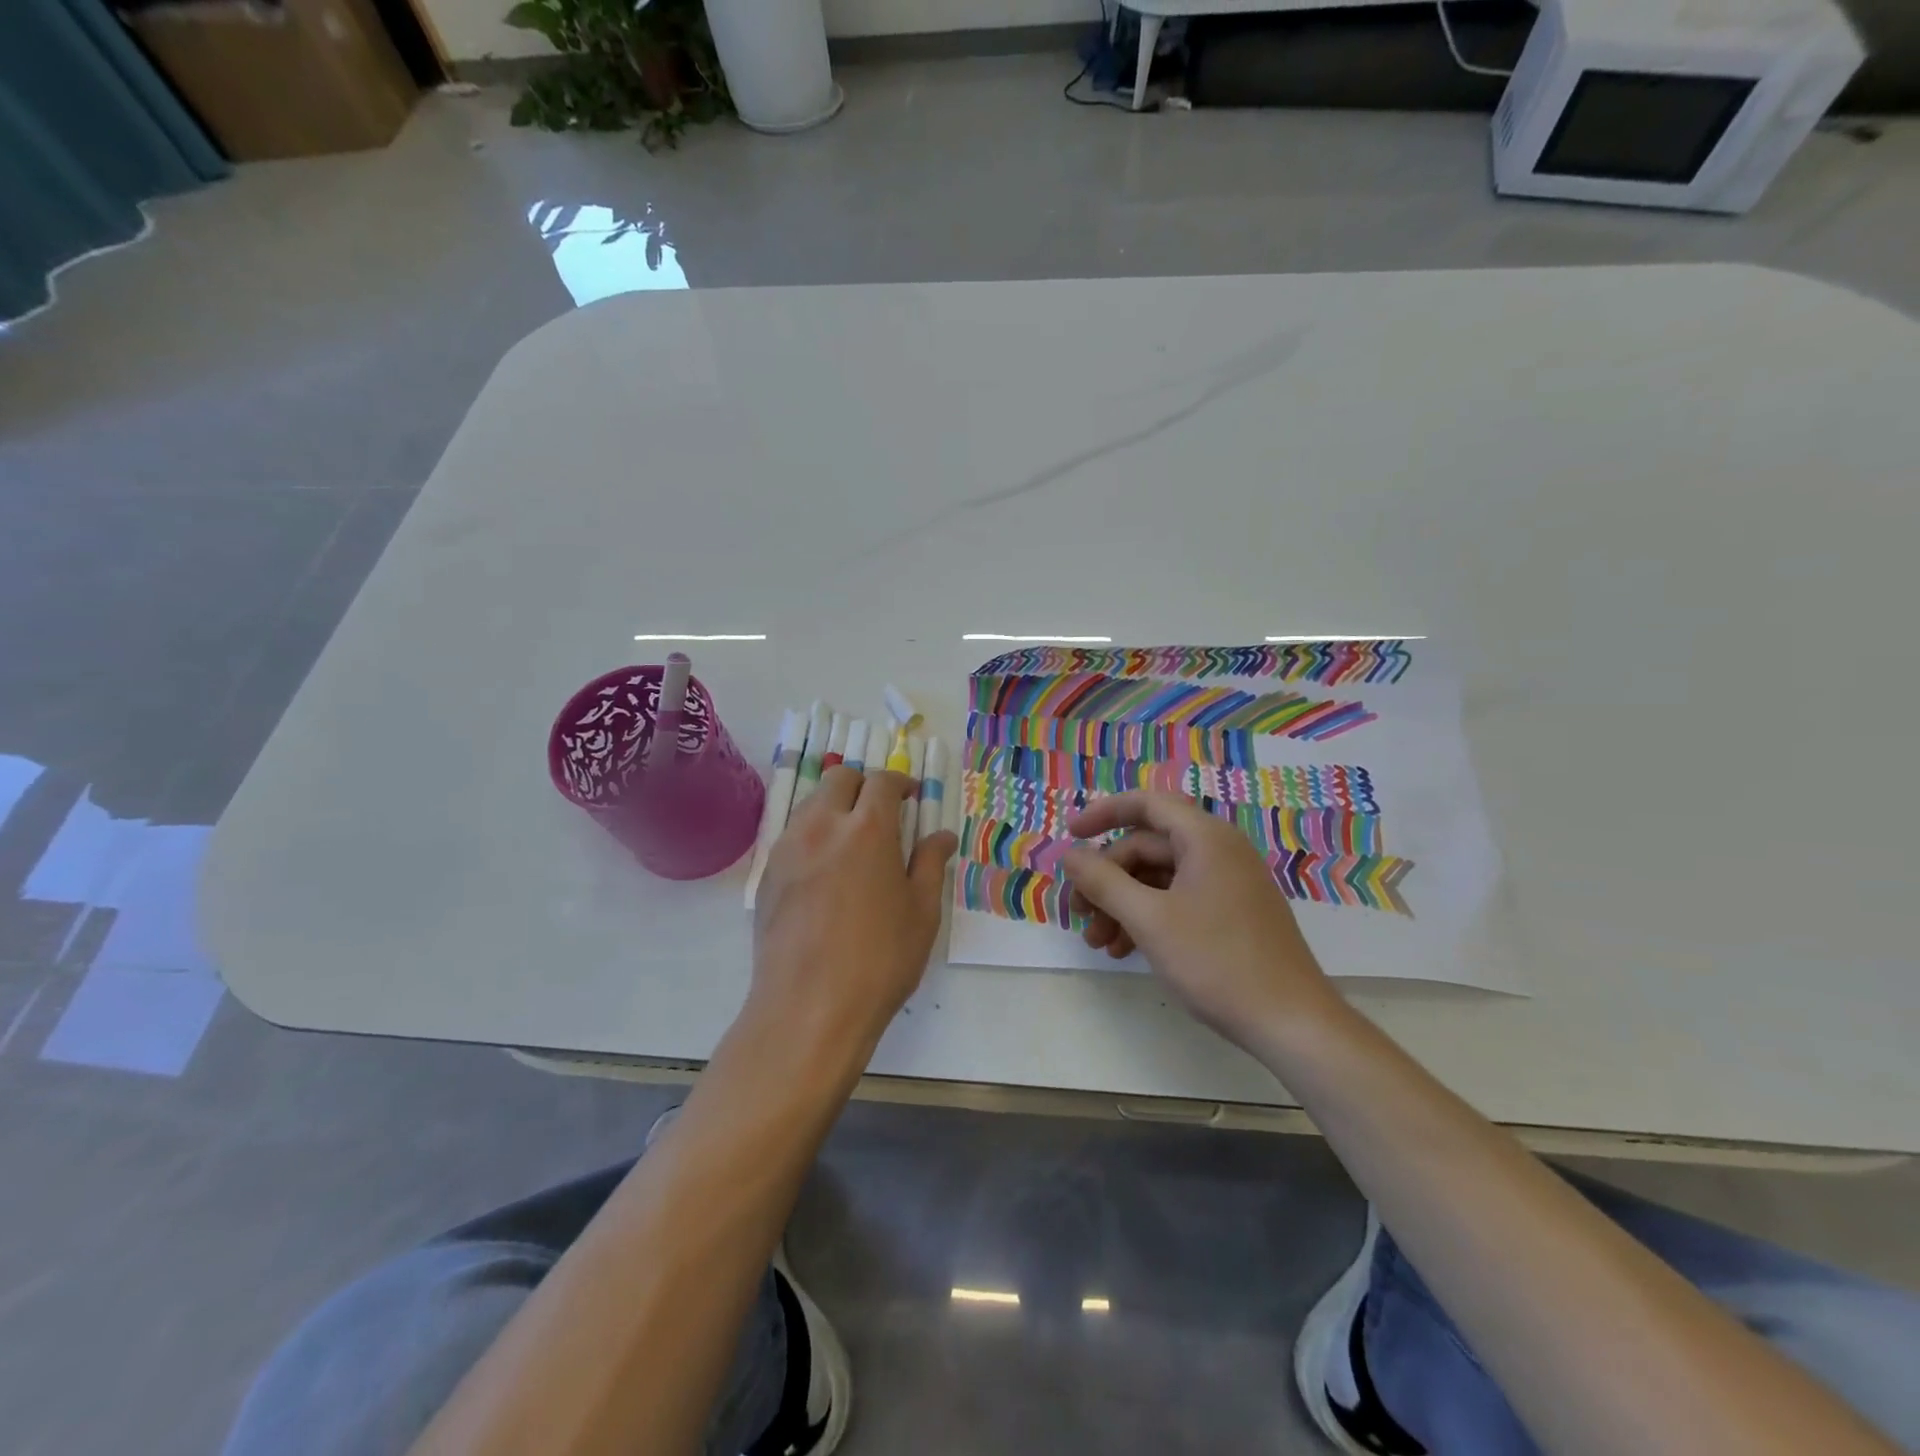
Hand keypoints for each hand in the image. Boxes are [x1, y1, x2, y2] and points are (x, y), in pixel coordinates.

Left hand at [751, 765, 957, 1056]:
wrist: (809, 1007)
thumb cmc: (879, 960)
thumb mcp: (921, 913)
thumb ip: (931, 864)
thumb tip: (942, 835)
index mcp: (868, 829)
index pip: (882, 782)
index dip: (900, 783)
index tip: (911, 796)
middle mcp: (823, 826)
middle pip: (839, 778)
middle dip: (863, 784)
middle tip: (882, 811)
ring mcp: (789, 848)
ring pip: (811, 803)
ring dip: (835, 805)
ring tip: (853, 839)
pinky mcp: (768, 874)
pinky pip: (792, 834)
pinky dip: (813, 834)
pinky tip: (825, 869)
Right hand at [1061, 792, 1338, 1047]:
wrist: (1291, 1023)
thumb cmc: (1217, 962)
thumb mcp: (1149, 920)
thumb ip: (1103, 882)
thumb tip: (1069, 855)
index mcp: (1205, 838)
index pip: (1146, 804)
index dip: (1103, 813)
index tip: (1070, 837)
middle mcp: (1219, 851)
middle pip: (1147, 847)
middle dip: (1107, 878)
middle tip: (1079, 913)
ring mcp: (1228, 884)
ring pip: (1159, 878)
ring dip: (1122, 904)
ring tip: (1098, 943)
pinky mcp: (1232, 914)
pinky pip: (1178, 900)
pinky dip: (1147, 918)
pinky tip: (1125, 950)